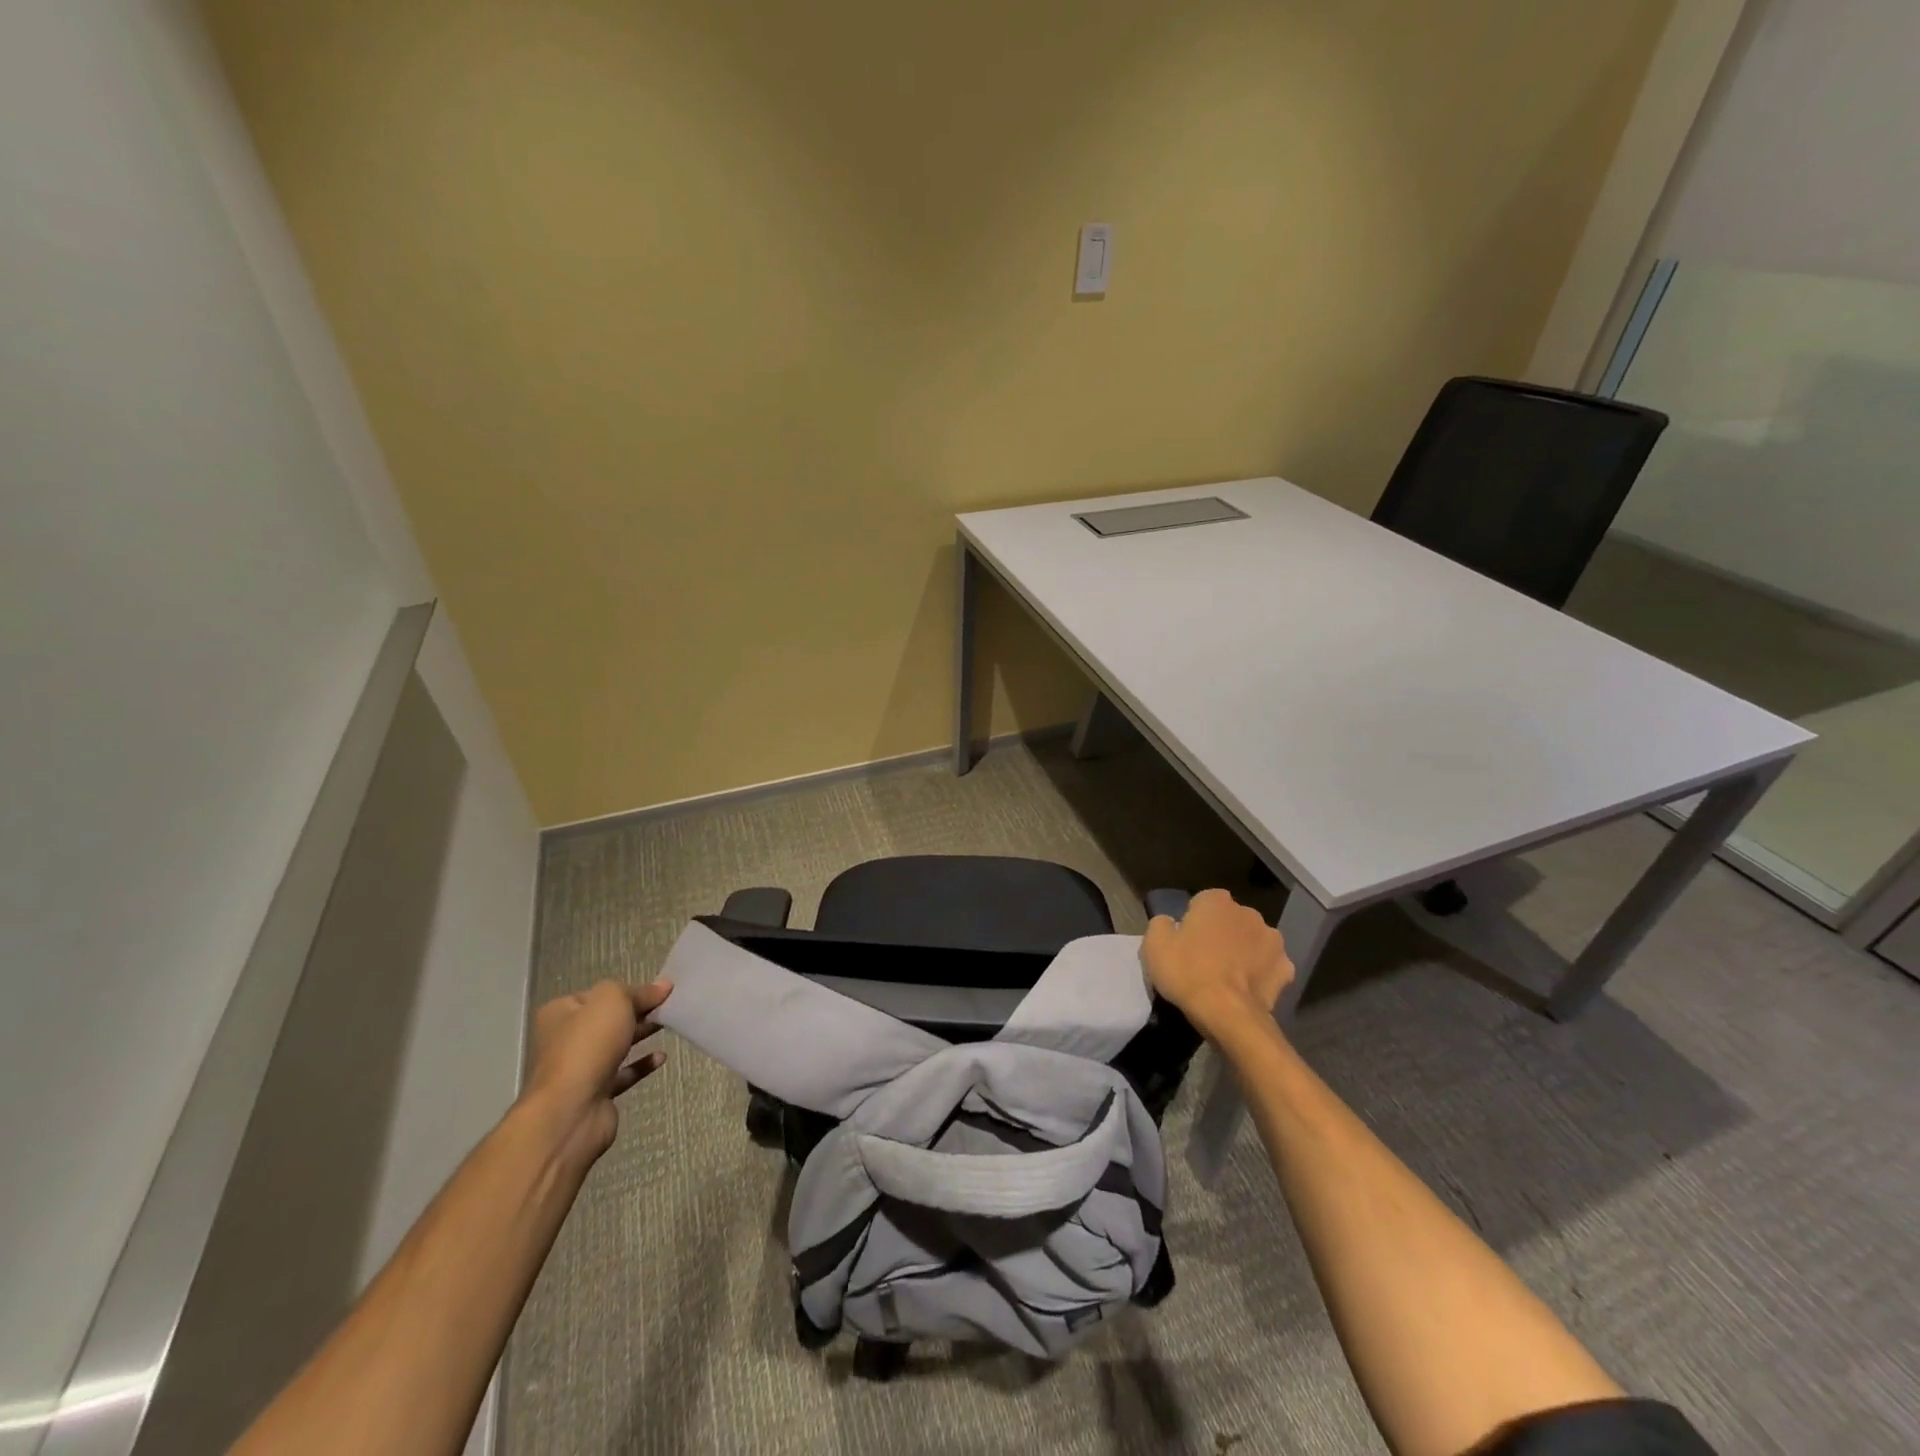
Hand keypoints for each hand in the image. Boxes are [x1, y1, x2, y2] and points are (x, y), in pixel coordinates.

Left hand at [520, 979, 671, 1166]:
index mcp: (560, 1013)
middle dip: (637, 1012)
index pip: (598, 994)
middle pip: (607, 1020)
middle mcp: (565, 1040)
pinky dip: (641, 1065)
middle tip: (667, 1006)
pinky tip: (661, 1057)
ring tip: (667, 1025)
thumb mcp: (614, 1000)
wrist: (573, 1110)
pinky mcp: (595, 1094)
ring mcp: (579, 1069)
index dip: (628, 990)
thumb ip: (639, 991)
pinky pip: (622, 1074)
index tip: (657, 990)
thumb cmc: (588, 1044)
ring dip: (640, 1036)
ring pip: (615, 1046)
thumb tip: (663, 986)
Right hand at [1142, 889, 1293, 1040]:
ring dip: (1244, 951)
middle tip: (1205, 959)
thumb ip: (1161, 923)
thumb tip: (1170, 923)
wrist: (1227, 1014)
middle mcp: (1248, 913)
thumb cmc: (1187, 972)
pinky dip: (1261, 974)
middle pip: (1230, 920)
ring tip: (1228, 977)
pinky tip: (1247, 989)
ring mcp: (1272, 940)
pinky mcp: (1286, 969)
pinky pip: (1269, 966)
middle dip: (1221, 933)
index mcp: (1216, 901)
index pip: (1202, 902)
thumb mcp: (1154, 944)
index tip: (1185, 941)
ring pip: (1253, 941)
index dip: (1193, 921)